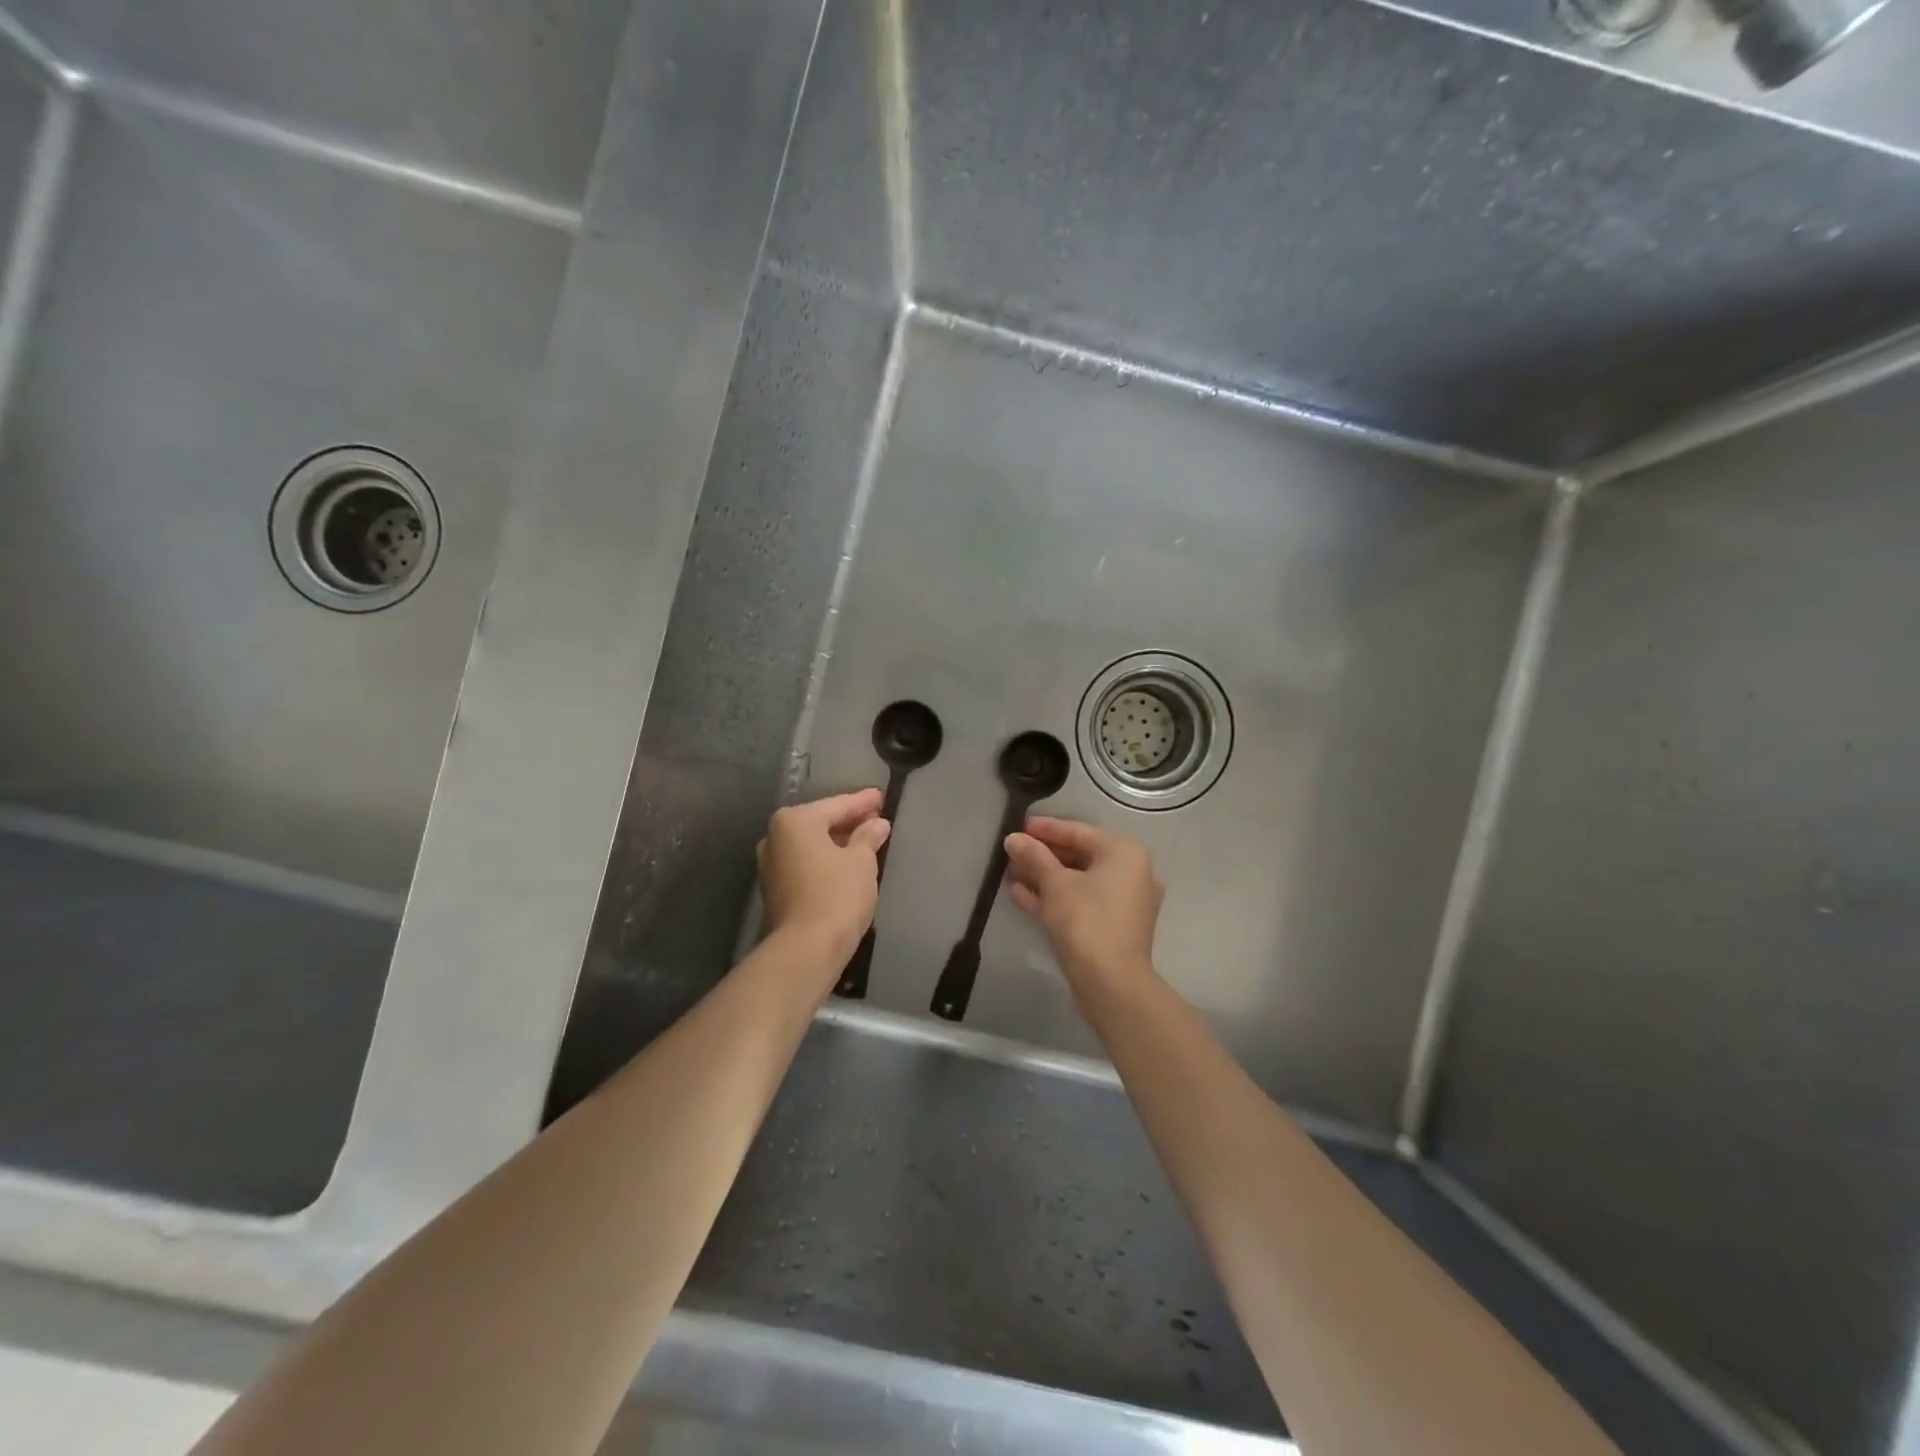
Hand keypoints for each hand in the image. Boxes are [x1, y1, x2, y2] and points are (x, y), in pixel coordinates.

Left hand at [758, 789, 891, 967]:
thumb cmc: (837, 894)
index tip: (882, 797)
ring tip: (865, 840)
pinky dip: (825, 858)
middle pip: (820, 822)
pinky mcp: (775, 888)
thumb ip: (868, 837)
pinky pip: (805, 862)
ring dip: (837, 841)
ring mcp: (771, 864)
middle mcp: (775, 837)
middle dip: (849, 820)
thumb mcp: (861, 861)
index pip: (837, 805)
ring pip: (811, 844)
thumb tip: (877, 824)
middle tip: (876, 817)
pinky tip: (845, 862)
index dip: (863, 802)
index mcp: (795, 821)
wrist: (807, 948)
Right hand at [1004, 817, 1162, 997]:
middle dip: (1042, 856)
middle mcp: (1130, 872)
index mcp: (1124, 853)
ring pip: (1077, 881)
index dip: (1045, 828)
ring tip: (1010, 873)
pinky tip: (1021, 895)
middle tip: (1011, 853)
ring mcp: (1123, 902)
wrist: (1111, 984)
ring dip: (1043, 878)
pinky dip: (1055, 898)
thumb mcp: (1055, 884)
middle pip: (1078, 856)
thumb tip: (1013, 838)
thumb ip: (1034, 857)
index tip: (1018, 826)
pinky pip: (1081, 902)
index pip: (1078, 832)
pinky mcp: (1113, 926)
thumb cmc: (1086, 921)